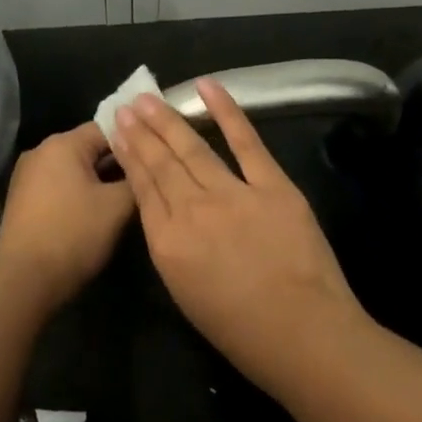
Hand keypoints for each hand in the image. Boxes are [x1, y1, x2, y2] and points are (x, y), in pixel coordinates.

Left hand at [0, 122, 135, 308]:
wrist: (26, 280)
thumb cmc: (74, 234)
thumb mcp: (117, 207)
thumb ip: (136, 179)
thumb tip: (145, 169)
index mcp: (62, 144)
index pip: (107, 128)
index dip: (134, 142)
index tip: (155, 156)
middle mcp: (41, 151)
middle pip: (90, 147)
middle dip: (117, 163)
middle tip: (145, 179)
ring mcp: (27, 175)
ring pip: (75, 168)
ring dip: (99, 180)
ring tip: (126, 197)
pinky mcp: (23, 199)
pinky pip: (60, 185)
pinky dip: (80, 192)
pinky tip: (98, 211)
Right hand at [111, 80, 370, 389]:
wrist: (302, 334)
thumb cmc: (242, 332)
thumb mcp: (186, 295)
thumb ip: (173, 250)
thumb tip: (168, 216)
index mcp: (167, 244)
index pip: (143, 189)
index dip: (130, 157)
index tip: (119, 132)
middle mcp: (192, 211)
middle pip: (161, 163)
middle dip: (142, 132)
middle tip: (128, 106)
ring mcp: (233, 194)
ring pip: (193, 149)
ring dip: (169, 120)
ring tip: (150, 99)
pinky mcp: (272, 186)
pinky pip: (245, 141)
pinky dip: (226, 111)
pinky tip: (207, 87)